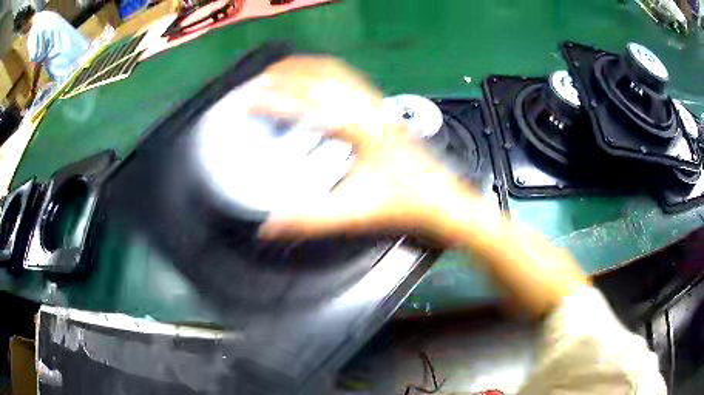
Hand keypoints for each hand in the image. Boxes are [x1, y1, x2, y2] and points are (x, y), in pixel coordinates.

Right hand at [248, 56, 473, 239]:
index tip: (247, 99)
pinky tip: (315, 78)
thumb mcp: (353, 213)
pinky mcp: (383, 107)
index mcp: (358, 129)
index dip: (272, 99)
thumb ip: (309, 219)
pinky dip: (325, 71)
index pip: (306, 103)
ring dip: (304, 67)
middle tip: (257, 80)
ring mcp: (377, 104)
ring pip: (336, 71)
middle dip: (284, 73)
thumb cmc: (403, 203)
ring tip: (279, 72)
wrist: (440, 198)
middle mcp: (367, 108)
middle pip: (319, 75)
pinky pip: (349, 78)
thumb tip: (268, 226)